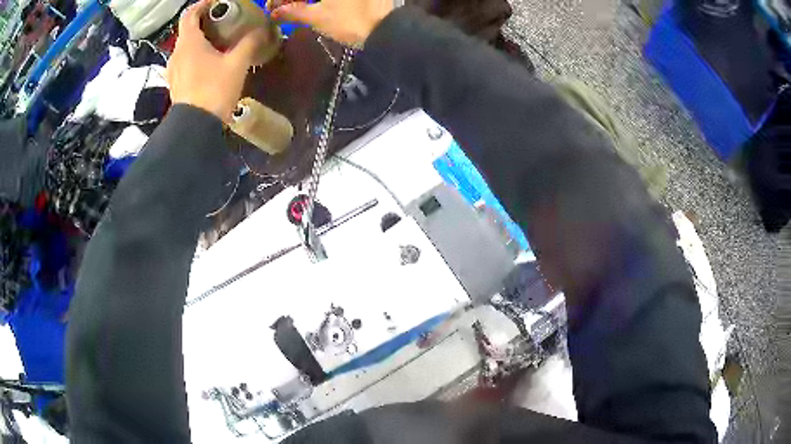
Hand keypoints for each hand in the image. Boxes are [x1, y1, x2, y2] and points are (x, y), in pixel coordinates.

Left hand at [166, 0, 265, 121]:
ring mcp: (173, 71)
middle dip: (203, 23)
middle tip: (222, 23)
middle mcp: (176, 54)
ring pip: (185, 48)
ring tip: (216, 44)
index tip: (215, 3)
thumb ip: (250, 43)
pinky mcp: (175, 85)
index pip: (190, 14)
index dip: (201, 5)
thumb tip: (264, 29)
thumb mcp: (237, 63)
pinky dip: (194, 58)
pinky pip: (184, 64)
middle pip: (188, 31)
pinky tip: (207, 65)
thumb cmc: (214, 89)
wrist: (195, 127)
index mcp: (189, 42)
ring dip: (199, 42)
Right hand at [267, 0, 392, 46]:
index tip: (272, 7)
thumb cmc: (349, 21)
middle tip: (281, 9)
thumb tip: (275, 12)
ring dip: (304, 0)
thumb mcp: (317, 17)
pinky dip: (317, 0)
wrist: (386, 30)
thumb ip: (293, 12)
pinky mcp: (355, 0)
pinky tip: (311, 5)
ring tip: (294, 9)